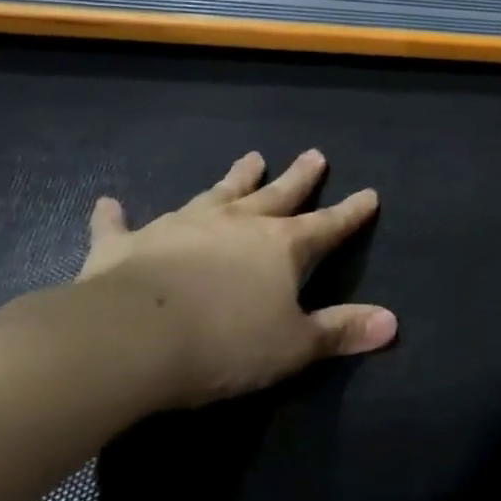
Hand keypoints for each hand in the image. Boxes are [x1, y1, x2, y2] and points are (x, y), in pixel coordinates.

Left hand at [77, 149, 396, 409]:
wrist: (128, 340)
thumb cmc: (224, 344)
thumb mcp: (295, 346)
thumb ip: (341, 331)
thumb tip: (392, 322)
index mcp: (281, 246)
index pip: (328, 225)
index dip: (351, 212)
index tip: (370, 193)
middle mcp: (237, 224)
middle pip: (277, 194)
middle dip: (299, 177)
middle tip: (314, 154)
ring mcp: (181, 227)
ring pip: (216, 194)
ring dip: (234, 178)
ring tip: (251, 158)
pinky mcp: (127, 245)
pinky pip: (120, 226)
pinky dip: (115, 215)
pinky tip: (108, 202)